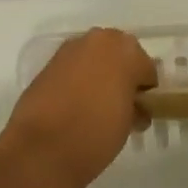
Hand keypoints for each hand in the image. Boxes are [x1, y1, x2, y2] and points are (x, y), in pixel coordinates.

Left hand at [0, 28, 156, 187]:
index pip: (146, 68)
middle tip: (121, 105)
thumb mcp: (128, 124)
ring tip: (97, 106)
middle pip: (120, 54)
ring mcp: (71, 48)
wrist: (41, 148)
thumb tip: (135, 106)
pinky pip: (74, 66)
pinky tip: (75, 104)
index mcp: (126, 50)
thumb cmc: (95, 134)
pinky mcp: (50, 61)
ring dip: (99, 74)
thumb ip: (135, 107)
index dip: (145, 90)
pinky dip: (78, 78)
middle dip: (123, 75)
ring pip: (95, 57)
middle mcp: (99, 40)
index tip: (141, 110)